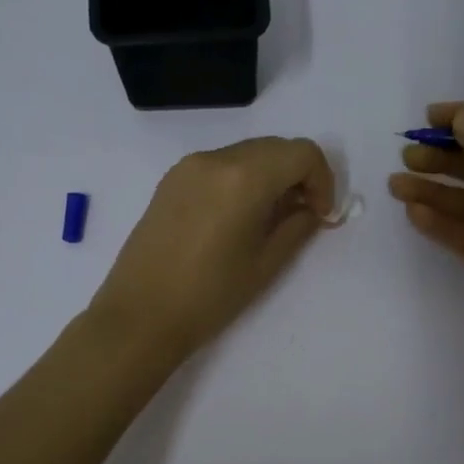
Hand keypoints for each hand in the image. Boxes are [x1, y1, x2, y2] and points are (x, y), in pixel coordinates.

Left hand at [89, 137, 336, 362]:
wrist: (140, 316)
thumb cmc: (209, 296)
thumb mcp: (266, 263)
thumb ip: (298, 226)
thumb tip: (312, 209)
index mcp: (244, 177)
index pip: (302, 153)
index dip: (323, 180)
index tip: (322, 215)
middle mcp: (216, 159)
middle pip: (275, 147)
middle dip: (298, 175)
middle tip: (304, 215)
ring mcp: (188, 166)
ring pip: (247, 153)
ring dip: (270, 176)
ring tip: (271, 218)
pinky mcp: (171, 180)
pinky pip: (220, 165)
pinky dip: (242, 179)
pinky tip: (239, 216)